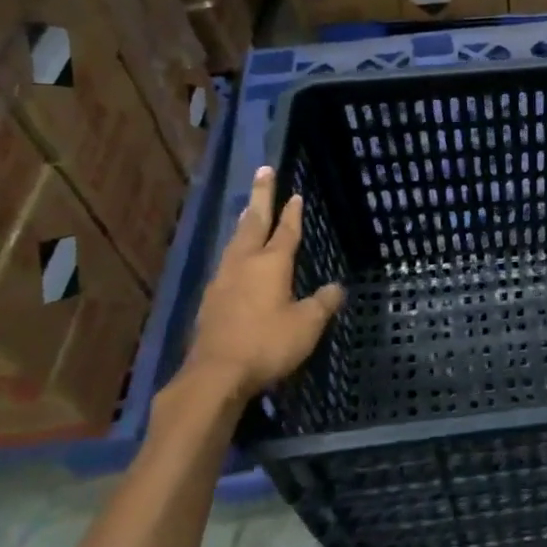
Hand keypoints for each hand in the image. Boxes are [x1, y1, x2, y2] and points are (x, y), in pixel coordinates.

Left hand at [181, 166, 344, 407]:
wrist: (216, 374)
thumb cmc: (267, 344)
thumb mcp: (307, 325)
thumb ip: (323, 303)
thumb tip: (337, 287)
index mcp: (271, 264)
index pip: (285, 231)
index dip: (292, 212)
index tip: (295, 193)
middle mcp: (244, 264)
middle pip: (253, 223)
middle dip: (261, 196)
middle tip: (263, 171)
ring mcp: (222, 280)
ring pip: (236, 241)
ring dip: (245, 221)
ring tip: (249, 209)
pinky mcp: (210, 300)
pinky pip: (226, 262)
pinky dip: (235, 249)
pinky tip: (235, 258)